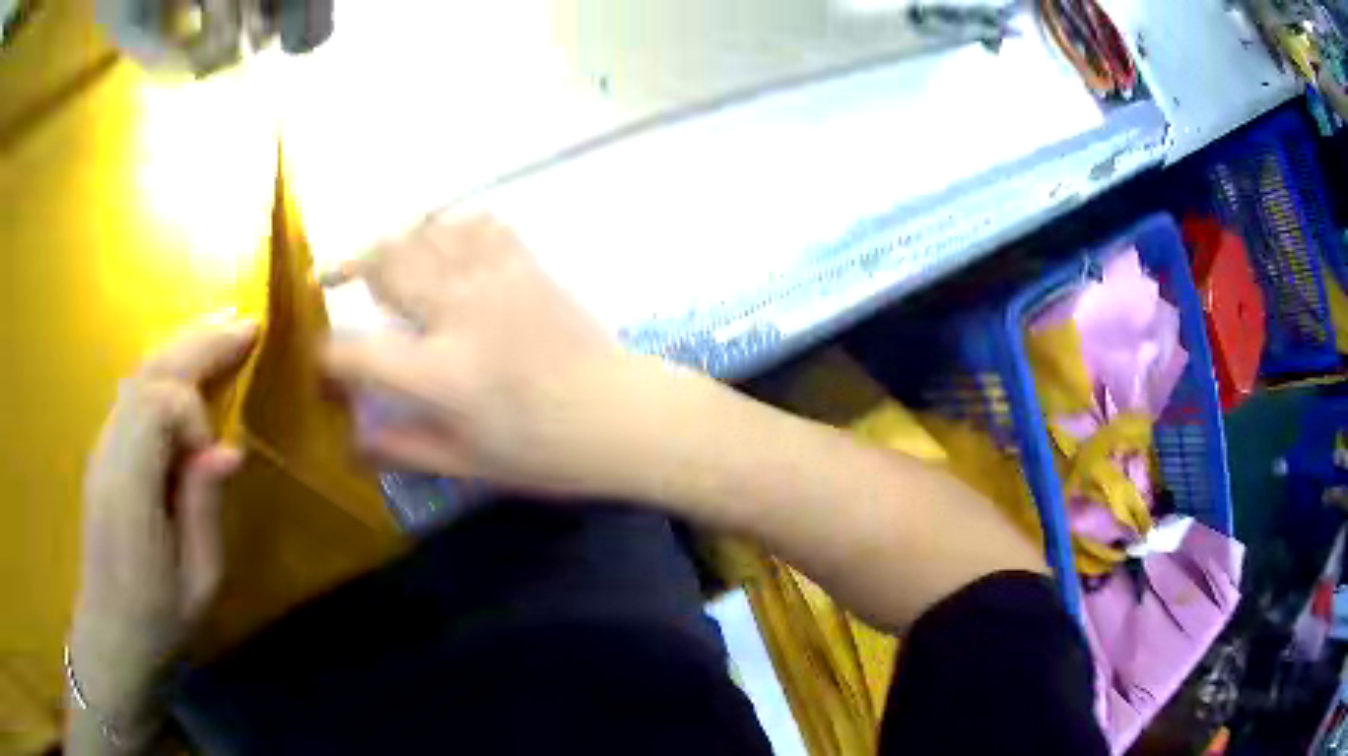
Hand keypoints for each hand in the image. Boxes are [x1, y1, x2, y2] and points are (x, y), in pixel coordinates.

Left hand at [71, 318, 256, 726]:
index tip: (213, 457)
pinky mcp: (105, 450)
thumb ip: (205, 509)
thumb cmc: (159, 620)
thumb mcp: (197, 583)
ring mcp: (103, 446)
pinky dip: (166, 369)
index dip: (192, 414)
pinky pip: (134, 392)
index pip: (156, 405)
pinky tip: (188, 367)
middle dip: (197, 344)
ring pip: (139, 374)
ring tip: (223, 332)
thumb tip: (226, 449)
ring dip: (182, 347)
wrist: (111, 631)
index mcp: (129, 490)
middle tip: (246, 326)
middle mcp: (109, 452)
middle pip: (148, 374)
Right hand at [321, 214, 669, 494]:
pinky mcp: (526, 264)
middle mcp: (459, 313)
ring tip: (386, 263)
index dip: (327, 355)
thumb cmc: (545, 452)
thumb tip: (349, 441)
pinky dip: (450, 226)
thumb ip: (401, 447)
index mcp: (440, 374)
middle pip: (384, 262)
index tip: (324, 360)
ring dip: (396, 242)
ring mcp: (495, 279)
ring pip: (426, 231)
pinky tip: (444, 247)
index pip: (355, 350)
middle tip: (337, 280)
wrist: (622, 416)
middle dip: (349, 268)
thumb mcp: (466, 463)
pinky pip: (478, 222)